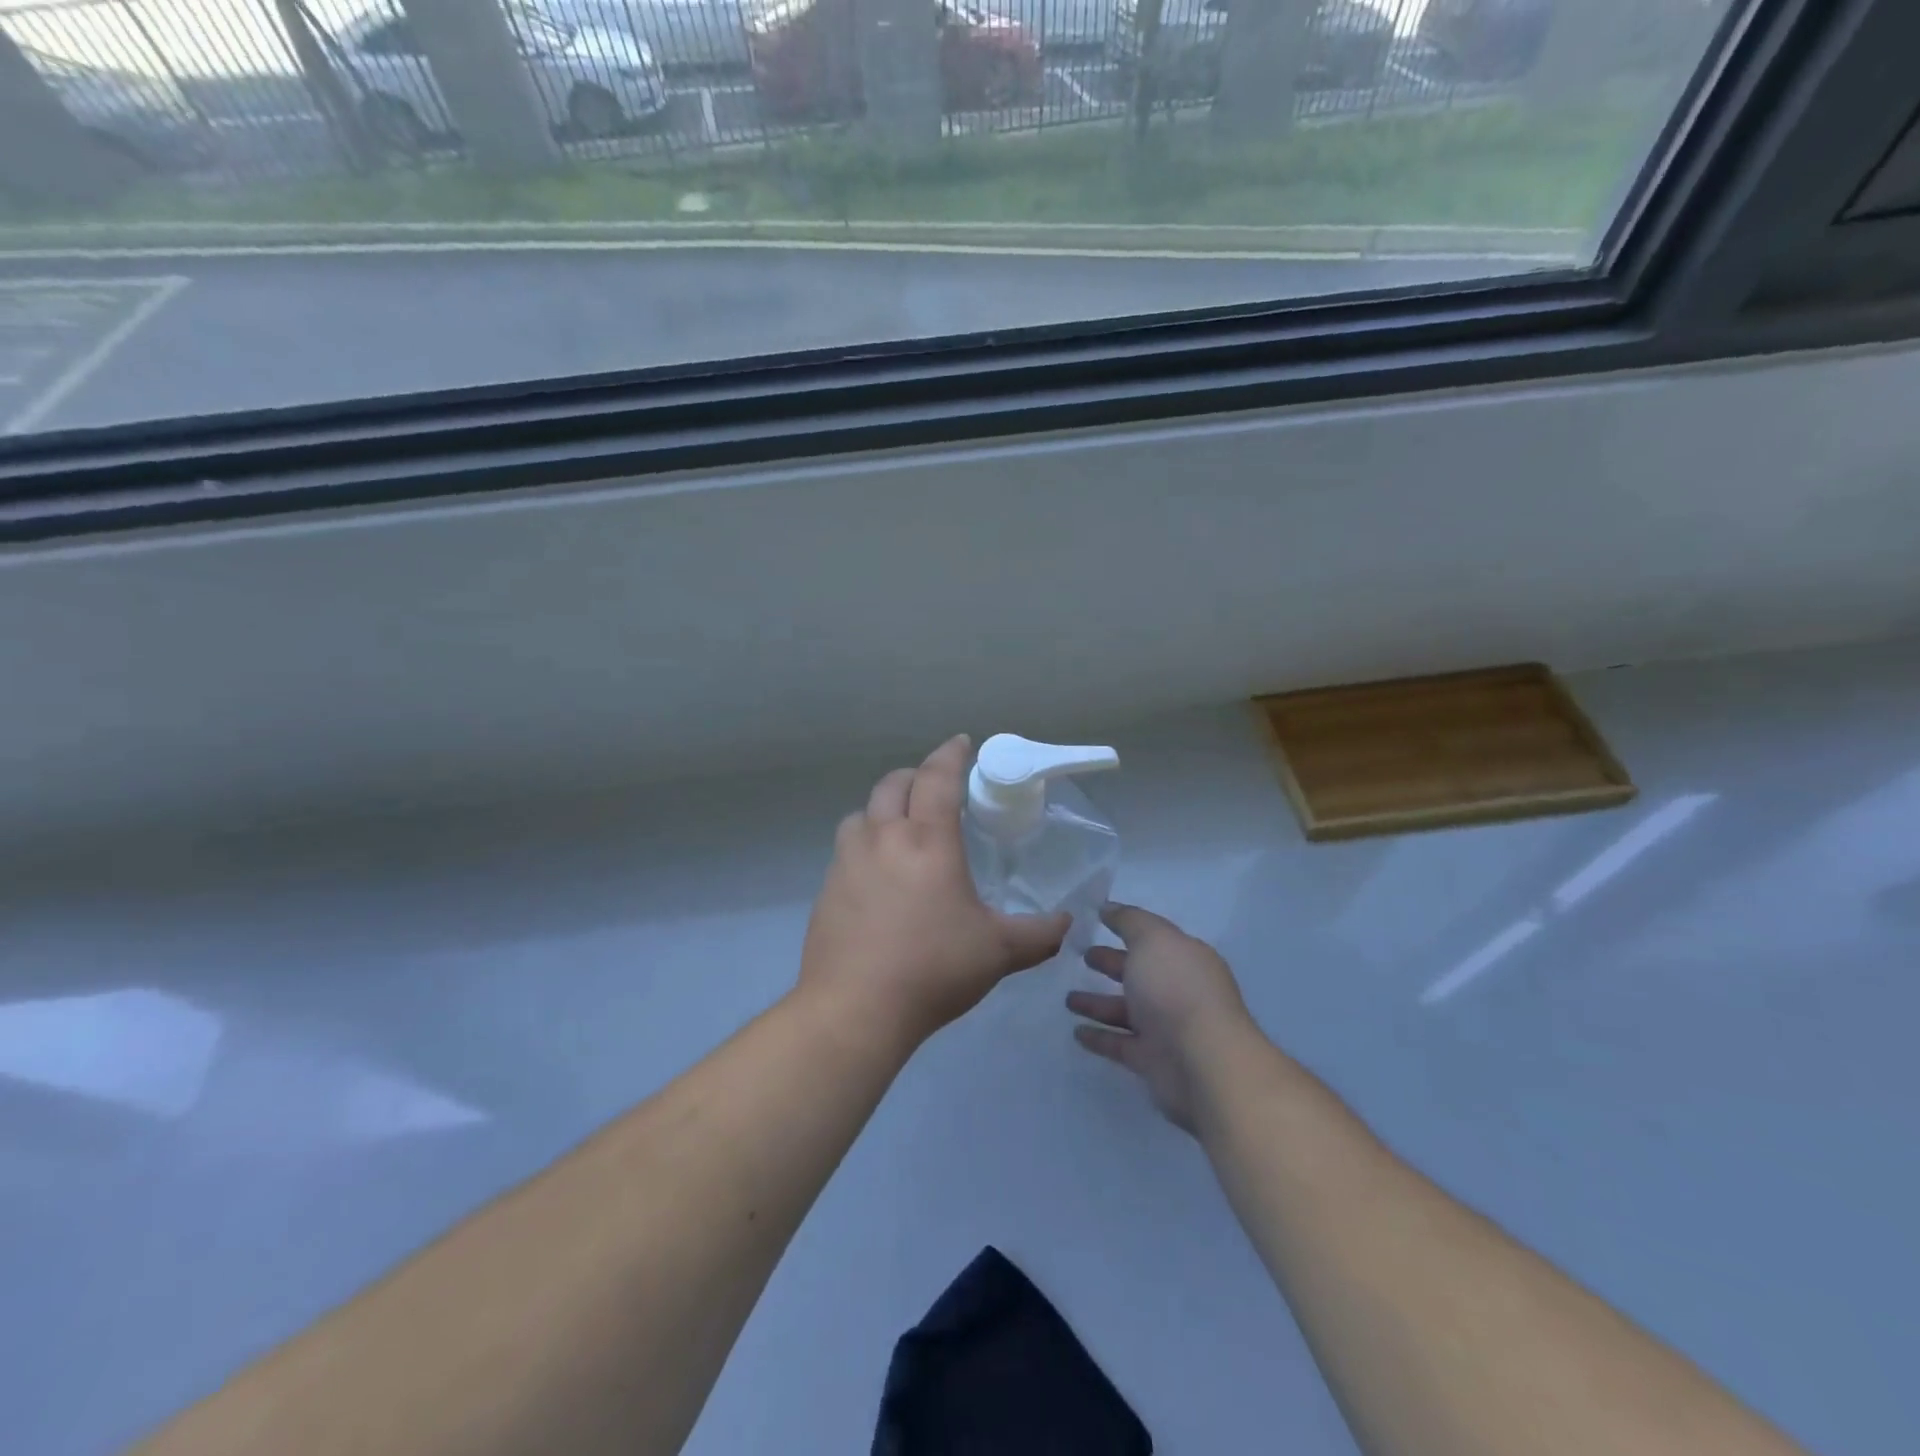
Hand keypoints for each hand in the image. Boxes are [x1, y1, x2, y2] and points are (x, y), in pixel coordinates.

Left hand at [798, 735, 1070, 1050]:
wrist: (856, 1009)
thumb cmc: (933, 969)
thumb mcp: (998, 951)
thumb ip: (1039, 934)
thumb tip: (1067, 923)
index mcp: (927, 841)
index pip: (937, 778)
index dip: (951, 754)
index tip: (962, 743)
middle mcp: (883, 838)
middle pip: (894, 784)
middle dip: (916, 776)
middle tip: (935, 787)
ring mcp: (848, 861)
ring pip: (863, 813)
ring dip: (884, 809)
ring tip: (902, 829)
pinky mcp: (827, 888)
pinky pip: (847, 848)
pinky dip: (865, 844)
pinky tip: (878, 876)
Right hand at [1068, 903, 1255, 1133]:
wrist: (1203, 1063)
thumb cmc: (1177, 989)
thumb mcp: (1152, 939)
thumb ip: (1129, 920)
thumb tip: (1108, 907)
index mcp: (1184, 958)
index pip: (1152, 938)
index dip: (1126, 928)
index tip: (1094, 921)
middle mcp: (1177, 990)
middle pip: (1138, 973)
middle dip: (1110, 963)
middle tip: (1081, 956)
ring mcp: (1165, 1027)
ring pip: (1125, 1010)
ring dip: (1097, 1003)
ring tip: (1067, 998)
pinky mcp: (1152, 1060)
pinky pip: (1120, 1044)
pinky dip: (1099, 1037)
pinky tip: (1076, 1032)